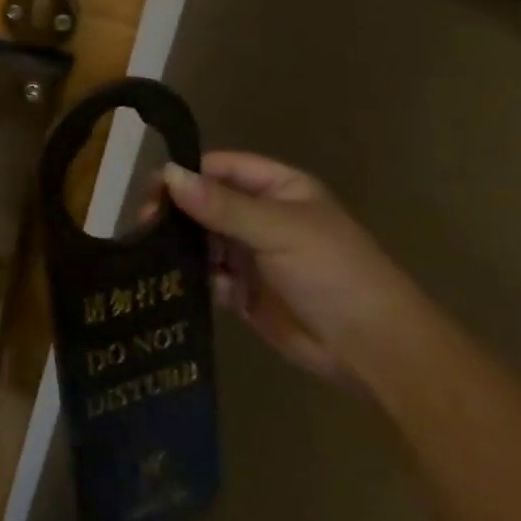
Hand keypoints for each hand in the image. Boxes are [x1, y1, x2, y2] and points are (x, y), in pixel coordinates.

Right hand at [157, 153, 421, 388]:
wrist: (374, 352)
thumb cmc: (333, 274)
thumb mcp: (278, 230)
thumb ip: (221, 204)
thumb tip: (166, 173)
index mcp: (278, 189)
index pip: (220, 168)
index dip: (186, 174)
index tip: (152, 191)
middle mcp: (261, 216)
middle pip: (205, 203)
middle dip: (176, 212)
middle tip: (145, 226)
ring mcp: (252, 254)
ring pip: (202, 239)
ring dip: (180, 245)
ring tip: (152, 255)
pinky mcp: (244, 291)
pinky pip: (207, 275)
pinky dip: (193, 277)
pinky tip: (178, 283)